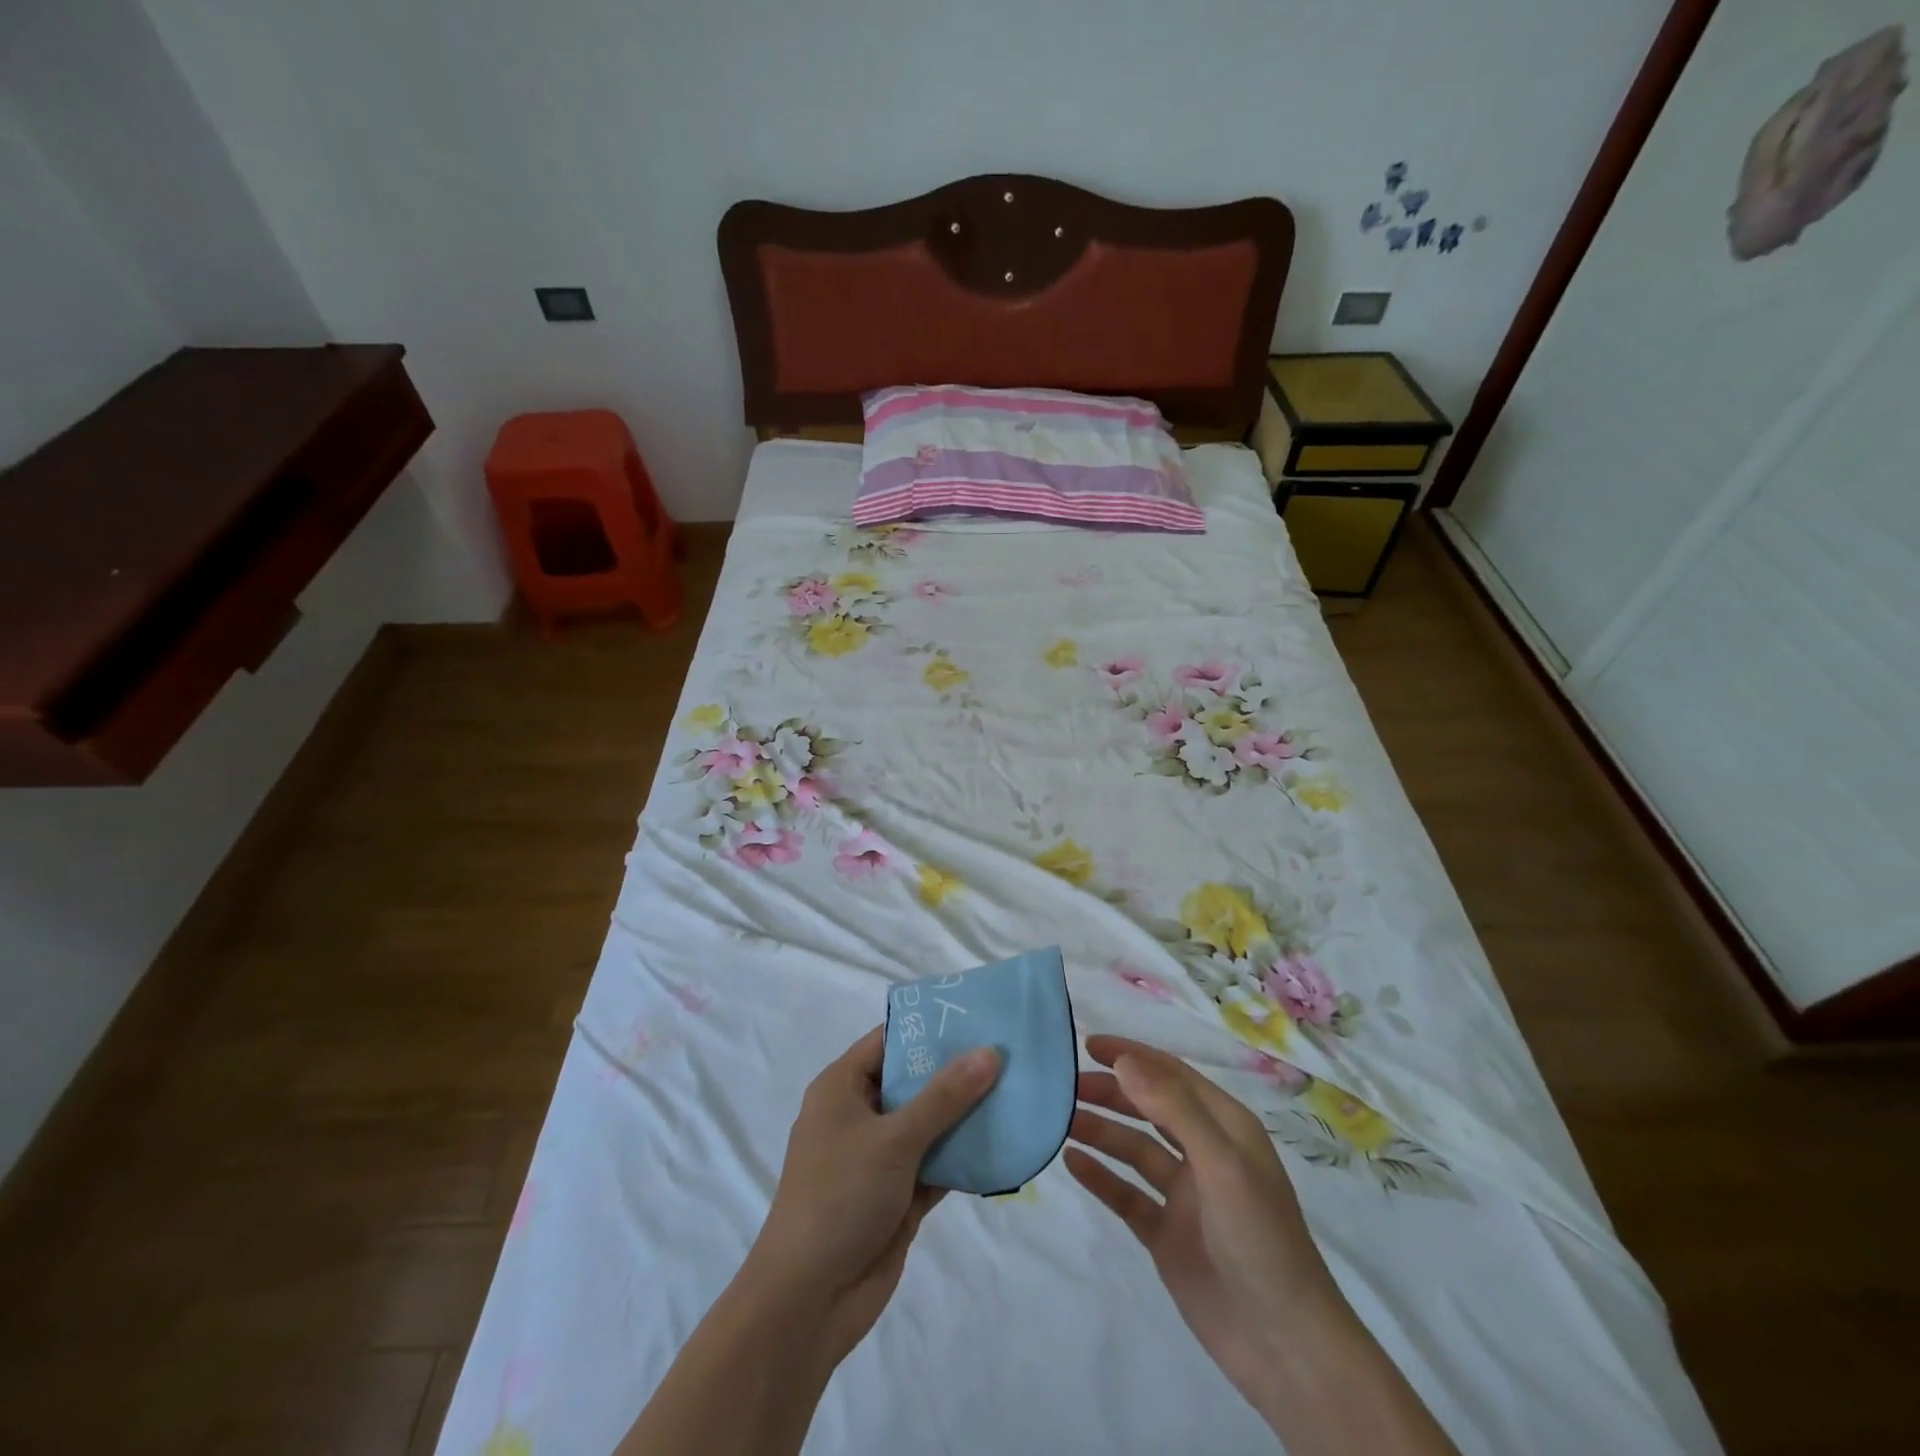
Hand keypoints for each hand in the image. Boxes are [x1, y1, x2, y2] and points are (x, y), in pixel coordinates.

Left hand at [746, 1025, 999, 1365]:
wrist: (808, 1301)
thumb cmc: (840, 1196)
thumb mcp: (894, 1138)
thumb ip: (945, 1095)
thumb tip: (990, 1051)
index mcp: (842, 1087)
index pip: (889, 1040)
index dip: (930, 1026)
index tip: (977, 1014)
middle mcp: (860, 1115)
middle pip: (914, 1080)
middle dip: (957, 1070)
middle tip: (1009, 1050)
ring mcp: (879, 1157)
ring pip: (929, 1123)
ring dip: (966, 1114)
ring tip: (1017, 1088)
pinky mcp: (898, 1195)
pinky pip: (936, 1163)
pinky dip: (964, 1155)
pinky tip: (1005, 1141)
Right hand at [1065, 1035, 1340, 1422]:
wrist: (1285, 1347)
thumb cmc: (1260, 1239)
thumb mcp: (1222, 1163)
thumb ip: (1173, 1108)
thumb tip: (1124, 1061)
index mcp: (1225, 1127)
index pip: (1171, 1074)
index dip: (1131, 1055)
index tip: (1087, 1044)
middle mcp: (1203, 1153)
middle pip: (1148, 1108)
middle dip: (1110, 1092)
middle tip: (1065, 1086)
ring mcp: (1184, 1196)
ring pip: (1134, 1149)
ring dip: (1101, 1131)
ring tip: (1062, 1121)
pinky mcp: (1167, 1234)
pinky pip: (1127, 1194)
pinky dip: (1101, 1177)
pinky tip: (1073, 1162)